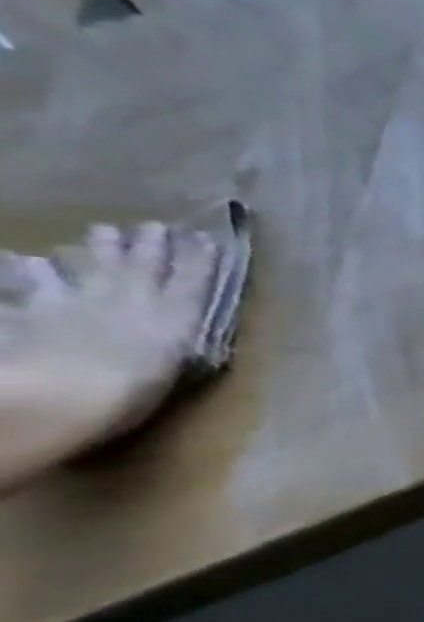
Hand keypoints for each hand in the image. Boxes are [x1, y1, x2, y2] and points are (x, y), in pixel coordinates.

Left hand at [0, 223, 217, 483]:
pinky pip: (24, 284)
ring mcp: (76, 300)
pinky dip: (24, 270)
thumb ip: (179, 348)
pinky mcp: (30, 309)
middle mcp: (129, 298)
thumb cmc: (132, 393)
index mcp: (174, 315)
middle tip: (152, 226)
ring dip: (92, 249)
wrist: (56, 396)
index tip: (205, 238)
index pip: (195, 278)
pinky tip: (20, 260)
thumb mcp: (175, 372)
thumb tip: (186, 339)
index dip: (201, 257)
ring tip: (98, 233)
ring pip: (85, 264)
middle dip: (151, 242)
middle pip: (142, 262)